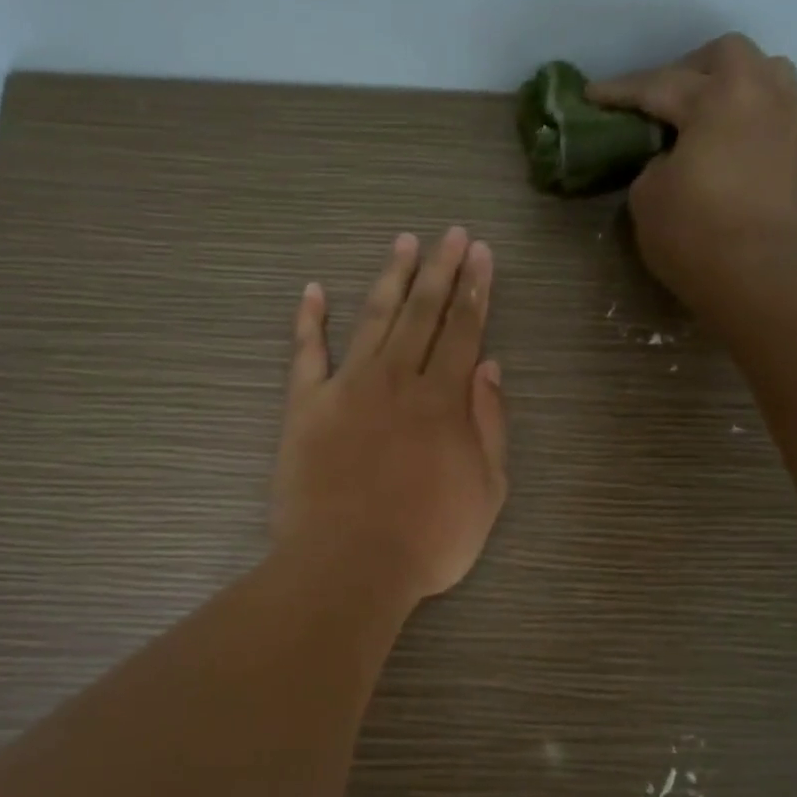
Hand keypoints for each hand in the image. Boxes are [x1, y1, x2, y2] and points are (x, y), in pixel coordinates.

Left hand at [272, 228, 508, 611]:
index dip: (475, 289)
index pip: (464, 330)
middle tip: (450, 234)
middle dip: (440, 270)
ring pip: (373, 319)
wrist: (349, 563)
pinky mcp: (306, 406)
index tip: (480, 253)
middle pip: (422, 313)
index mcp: (444, 399)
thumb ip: (489, 425)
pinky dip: (309, 320)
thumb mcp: (486, 491)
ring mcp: (347, 388)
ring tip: (402, 244)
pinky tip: (314, 291)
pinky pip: (306, 353)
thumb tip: (490, 367)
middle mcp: (397, 380)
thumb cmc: (428, 539)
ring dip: (390, 279)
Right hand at [588, 34, 796, 308]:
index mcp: (718, 98)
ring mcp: (793, 121)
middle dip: (689, 69)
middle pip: (727, 55)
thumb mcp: (647, 196)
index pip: (659, 85)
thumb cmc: (694, 233)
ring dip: (734, 84)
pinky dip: (755, 120)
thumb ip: (654, 163)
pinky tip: (737, 146)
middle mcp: (763, 94)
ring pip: (768, 74)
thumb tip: (672, 158)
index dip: (621, 91)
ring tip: (708, 114)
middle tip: (663, 98)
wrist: (759, 275)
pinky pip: (781, 115)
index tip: (593, 94)